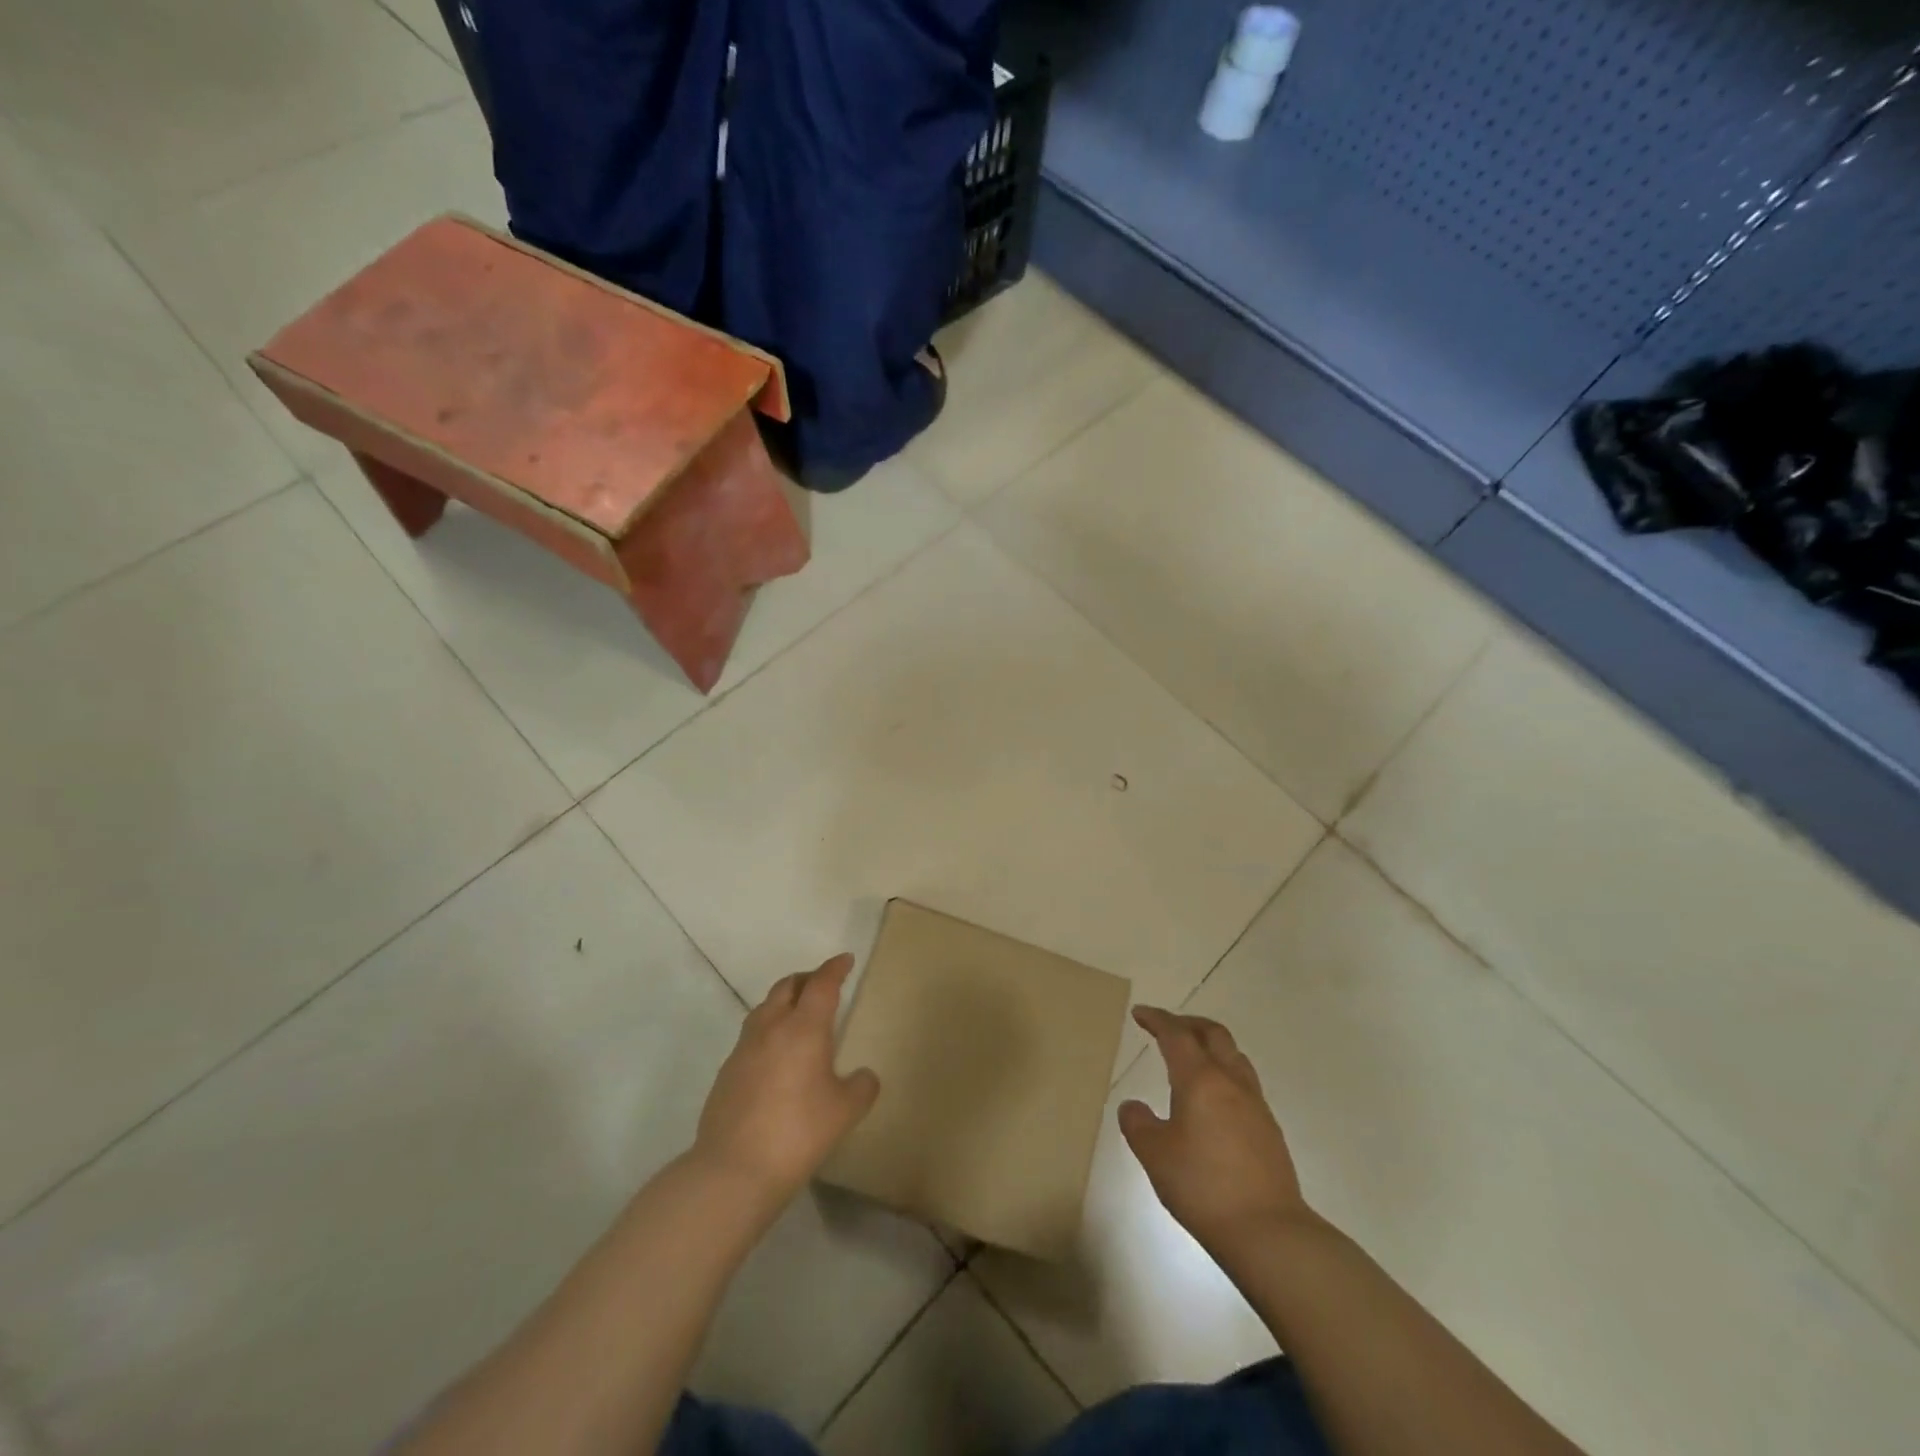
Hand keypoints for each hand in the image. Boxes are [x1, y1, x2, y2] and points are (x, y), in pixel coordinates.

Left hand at [693, 955, 879, 1210]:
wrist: (734, 1169)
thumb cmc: (798, 1132)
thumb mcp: (845, 1111)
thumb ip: (861, 1086)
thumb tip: (863, 1076)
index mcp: (804, 1027)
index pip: (822, 984)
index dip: (835, 968)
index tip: (845, 960)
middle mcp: (772, 1027)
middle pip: (788, 986)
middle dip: (807, 978)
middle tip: (823, 983)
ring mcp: (744, 1048)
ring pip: (765, 1008)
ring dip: (783, 1001)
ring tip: (798, 1014)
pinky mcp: (727, 1071)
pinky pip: (752, 1036)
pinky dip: (768, 1030)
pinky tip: (776, 1056)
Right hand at [1119, 1006, 1313, 1255]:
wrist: (1268, 1231)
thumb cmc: (1203, 1186)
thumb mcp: (1155, 1155)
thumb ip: (1138, 1124)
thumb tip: (1132, 1107)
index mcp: (1200, 1079)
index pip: (1176, 1035)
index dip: (1157, 1020)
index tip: (1140, 1013)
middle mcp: (1230, 1082)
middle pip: (1213, 1034)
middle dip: (1188, 1023)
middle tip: (1167, 1028)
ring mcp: (1255, 1104)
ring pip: (1234, 1056)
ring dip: (1211, 1046)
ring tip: (1192, 1058)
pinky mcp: (1269, 1129)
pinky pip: (1244, 1083)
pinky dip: (1224, 1074)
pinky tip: (1213, 1100)